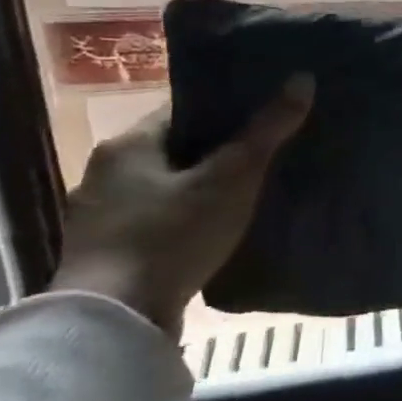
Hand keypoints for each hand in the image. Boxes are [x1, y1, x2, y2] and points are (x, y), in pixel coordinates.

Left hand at [50, 76, 313, 338]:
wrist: (113, 321)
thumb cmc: (172, 236)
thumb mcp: (231, 179)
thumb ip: (266, 131)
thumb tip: (302, 78)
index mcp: (128, 144)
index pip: (184, 110)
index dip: (228, 111)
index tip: (267, 118)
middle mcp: (105, 172)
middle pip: (175, 149)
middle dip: (218, 152)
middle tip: (267, 157)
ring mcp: (99, 216)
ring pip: (164, 187)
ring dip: (199, 189)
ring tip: (246, 196)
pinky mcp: (106, 253)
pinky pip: (155, 221)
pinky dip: (184, 221)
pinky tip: (212, 233)